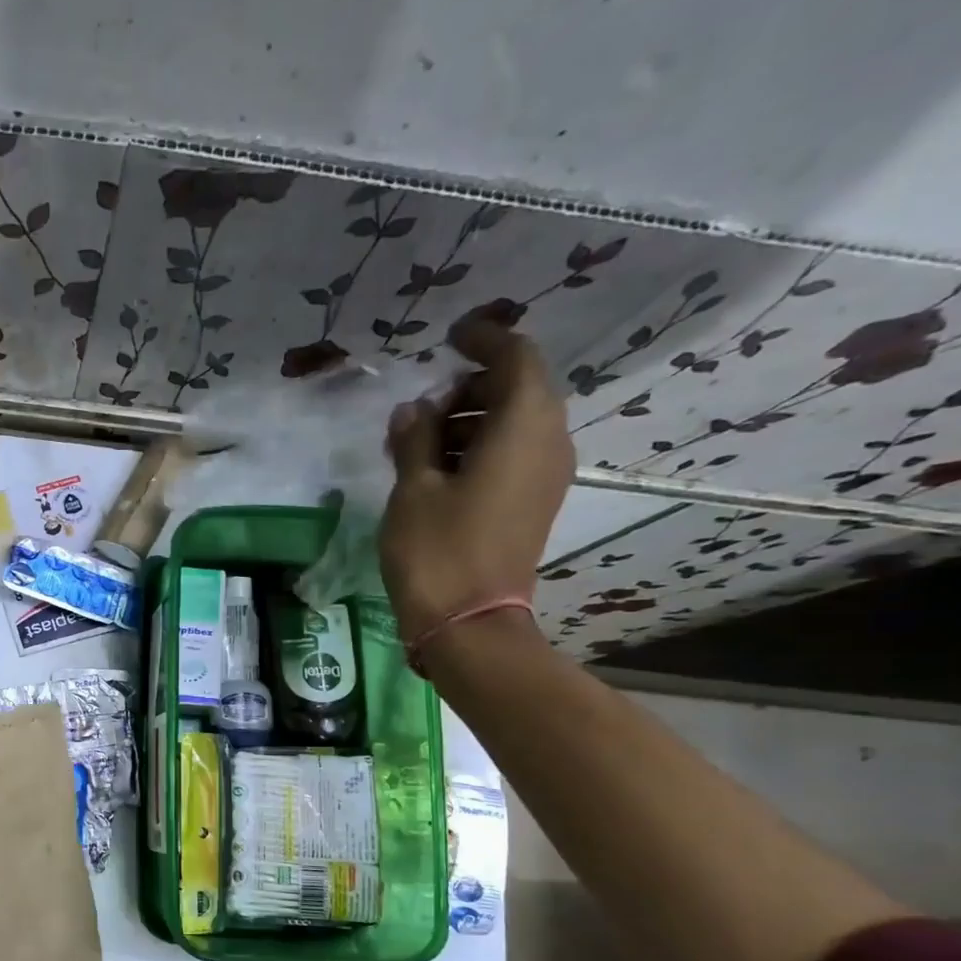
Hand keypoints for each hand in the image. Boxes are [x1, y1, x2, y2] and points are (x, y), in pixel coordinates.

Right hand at [378, 307, 572, 640]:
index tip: (450, 336)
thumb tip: (414, 409)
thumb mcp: (413, 488)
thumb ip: (415, 438)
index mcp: (523, 427)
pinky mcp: (532, 503)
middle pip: (518, 389)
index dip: (485, 339)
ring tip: (418, 442)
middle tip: (421, 407)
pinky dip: (478, 448)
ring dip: (469, 420)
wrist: (468, 623)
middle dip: (470, 386)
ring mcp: (544, 476)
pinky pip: (512, 454)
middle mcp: (547, 443)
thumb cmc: (436, 550)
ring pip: (514, 424)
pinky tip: (436, 469)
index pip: (517, 358)